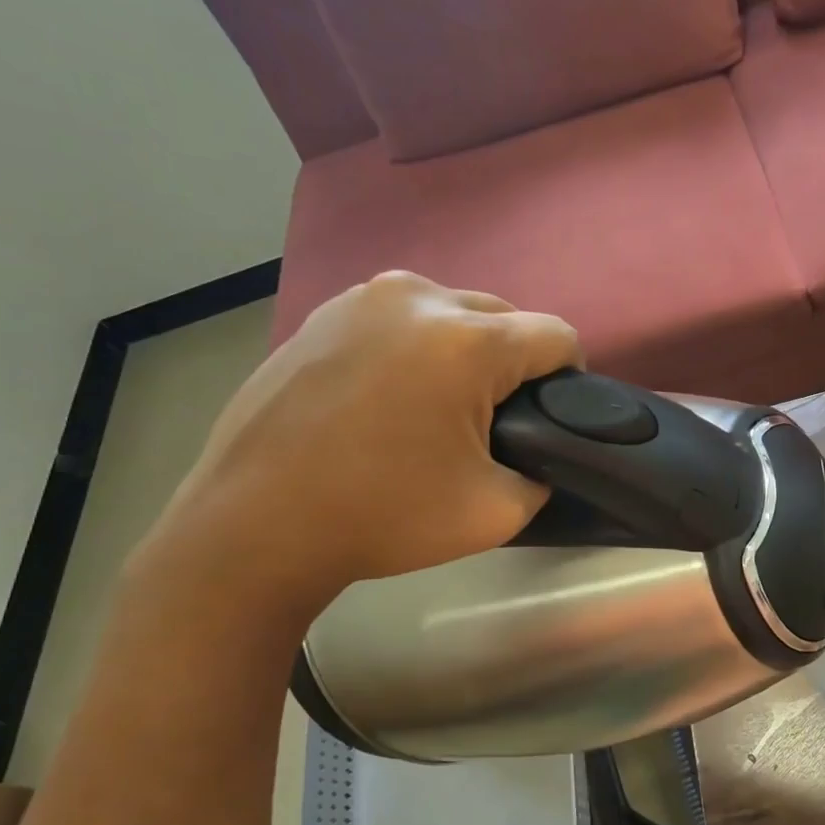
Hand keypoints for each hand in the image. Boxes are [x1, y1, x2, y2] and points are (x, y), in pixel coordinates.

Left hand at [141, 272, 579, 622]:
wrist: (253, 526)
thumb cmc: (382, 517)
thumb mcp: (496, 513)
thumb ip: (542, 474)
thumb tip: (540, 453)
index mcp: (467, 342)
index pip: (556, 336)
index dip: (570, 377)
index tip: (551, 416)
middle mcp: (418, 298)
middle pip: (504, 317)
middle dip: (514, 363)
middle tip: (493, 420)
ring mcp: (362, 298)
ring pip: (451, 312)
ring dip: (464, 351)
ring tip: (438, 406)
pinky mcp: (323, 312)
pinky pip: (399, 319)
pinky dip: (414, 348)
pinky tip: (387, 397)